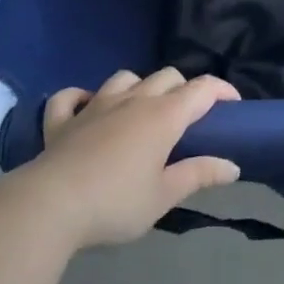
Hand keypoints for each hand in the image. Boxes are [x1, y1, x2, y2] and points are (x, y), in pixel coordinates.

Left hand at [18, 69, 241, 249]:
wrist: (50, 206)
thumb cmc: (115, 203)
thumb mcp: (164, 196)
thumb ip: (199, 175)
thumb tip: (233, 166)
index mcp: (163, 116)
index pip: (202, 89)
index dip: (222, 90)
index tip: (233, 104)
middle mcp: (133, 100)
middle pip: (167, 76)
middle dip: (183, 89)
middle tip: (187, 118)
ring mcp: (95, 106)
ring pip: (125, 77)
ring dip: (139, 87)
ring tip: (141, 110)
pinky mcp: (62, 120)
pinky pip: (70, 97)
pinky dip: (80, 97)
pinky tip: (86, 107)